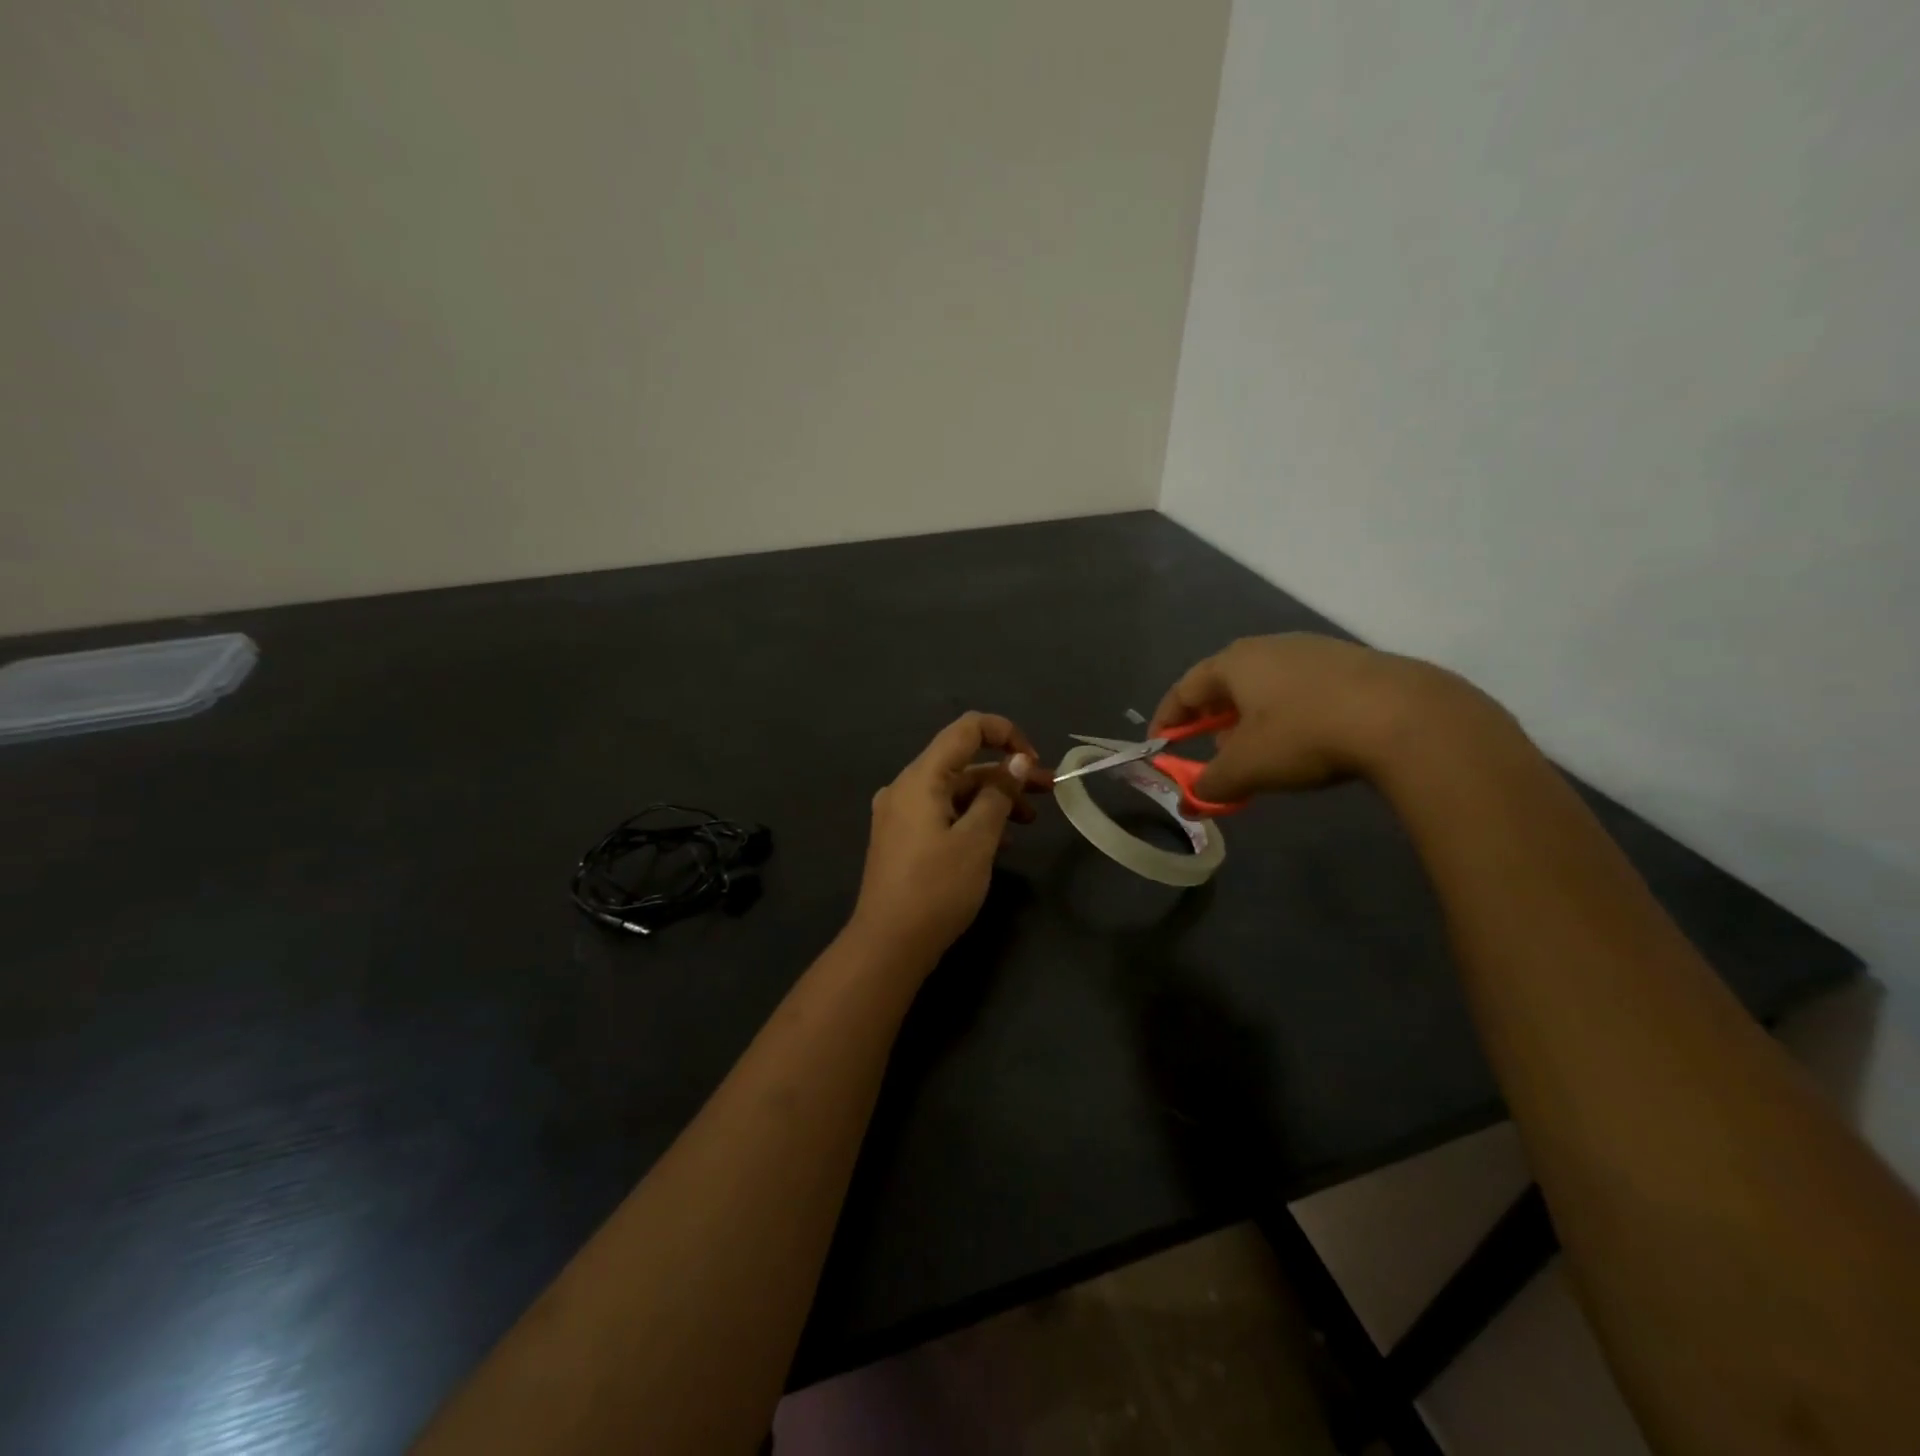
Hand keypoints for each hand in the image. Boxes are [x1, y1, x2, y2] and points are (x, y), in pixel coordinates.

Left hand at [850, 712, 1050, 965]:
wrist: (888, 944)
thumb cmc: (936, 888)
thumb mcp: (977, 840)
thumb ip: (999, 794)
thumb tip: (1017, 760)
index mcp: (921, 777)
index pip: (966, 729)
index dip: (1006, 733)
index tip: (1034, 761)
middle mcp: (906, 787)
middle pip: (963, 763)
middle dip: (1008, 773)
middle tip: (1049, 790)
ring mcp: (901, 814)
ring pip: (955, 791)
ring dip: (994, 798)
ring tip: (1030, 820)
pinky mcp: (903, 839)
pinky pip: (943, 814)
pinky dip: (973, 818)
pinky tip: (1000, 843)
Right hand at [1150, 634, 1473, 799]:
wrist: (1404, 716)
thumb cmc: (1304, 734)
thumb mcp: (1247, 768)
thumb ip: (1210, 784)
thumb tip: (1190, 800)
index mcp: (1234, 663)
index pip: (1185, 688)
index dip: (1167, 719)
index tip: (1159, 745)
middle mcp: (1268, 647)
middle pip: (1225, 684)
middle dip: (1211, 721)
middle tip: (1211, 753)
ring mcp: (1312, 651)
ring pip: (1265, 686)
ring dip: (1250, 720)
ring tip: (1257, 753)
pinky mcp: (1350, 664)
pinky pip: (1300, 689)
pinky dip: (1286, 715)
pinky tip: (1303, 741)